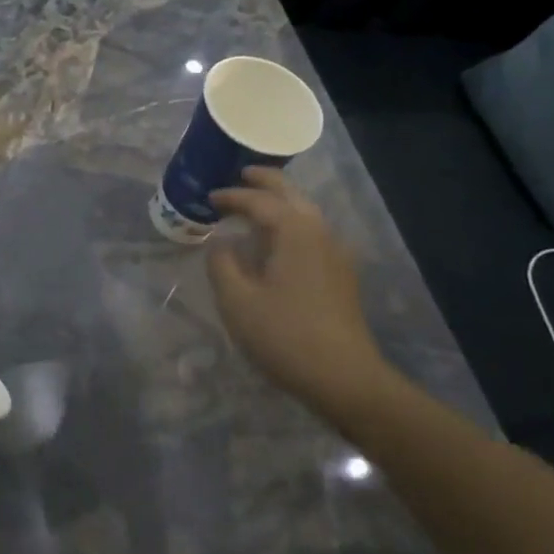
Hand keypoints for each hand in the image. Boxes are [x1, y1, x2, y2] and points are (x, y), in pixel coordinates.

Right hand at [207, 168, 396, 423]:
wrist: (344, 377)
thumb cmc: (284, 335)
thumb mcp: (237, 300)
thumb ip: (222, 264)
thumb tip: (221, 244)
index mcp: (295, 231)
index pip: (259, 201)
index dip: (232, 196)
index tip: (209, 197)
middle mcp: (320, 233)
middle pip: (292, 195)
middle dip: (265, 183)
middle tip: (241, 176)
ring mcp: (336, 254)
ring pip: (306, 213)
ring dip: (280, 204)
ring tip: (254, 207)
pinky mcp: (341, 275)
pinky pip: (312, 234)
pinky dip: (290, 225)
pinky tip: (277, 244)